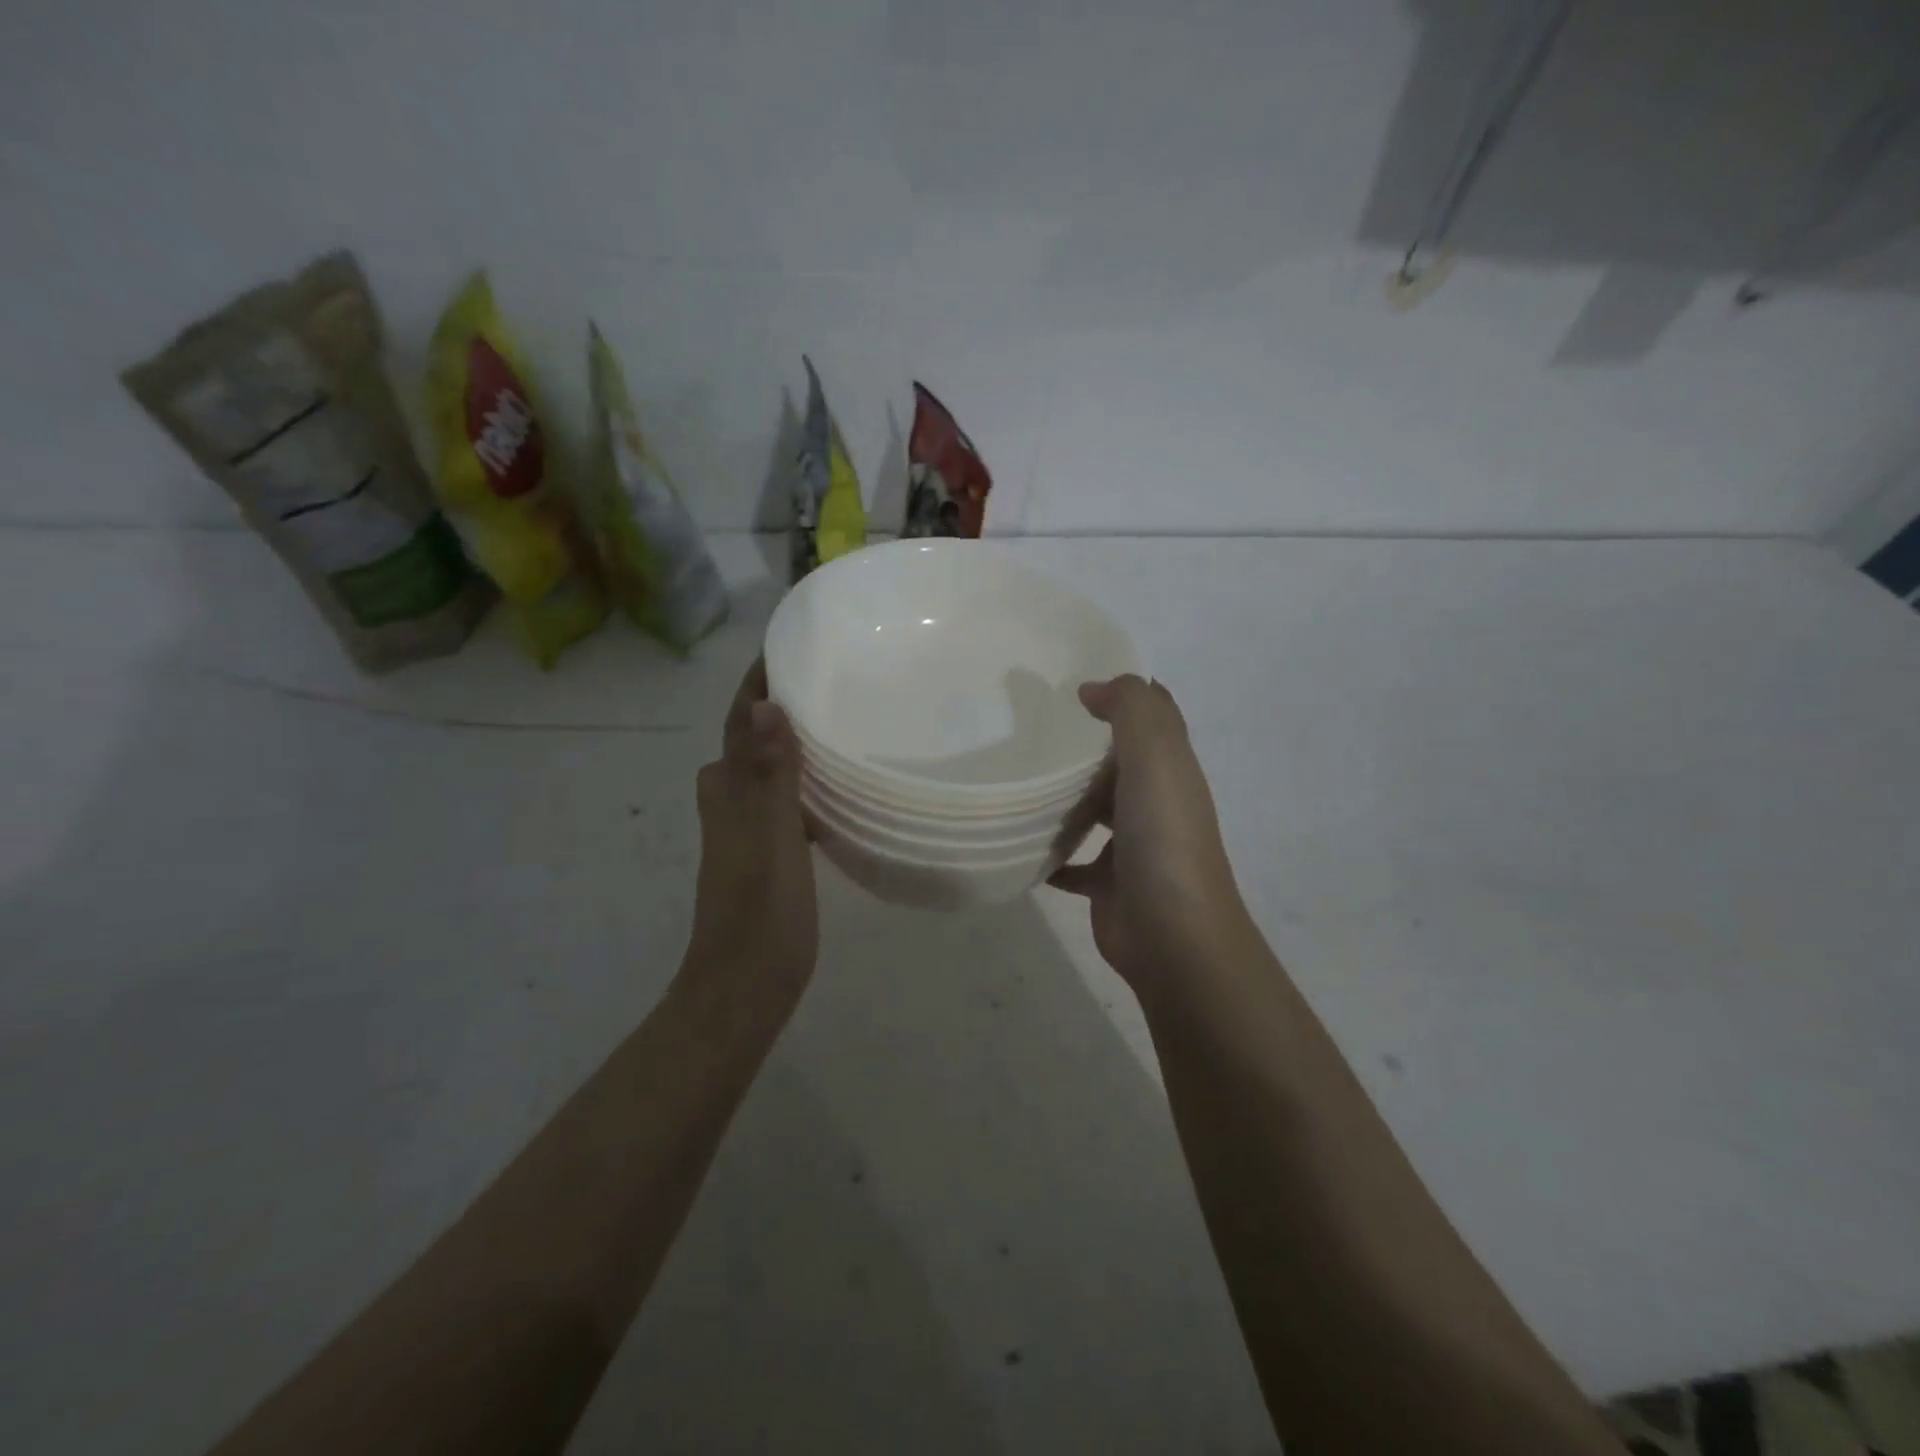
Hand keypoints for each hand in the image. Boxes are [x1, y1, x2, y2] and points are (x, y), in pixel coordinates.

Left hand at [684, 659, 817, 1010]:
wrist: (746, 985)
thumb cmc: (761, 911)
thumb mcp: (770, 838)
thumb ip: (768, 772)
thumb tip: (762, 704)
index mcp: (727, 790)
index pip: (739, 719)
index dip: (758, 682)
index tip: (790, 644)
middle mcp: (729, 800)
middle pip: (750, 738)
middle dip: (778, 704)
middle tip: (828, 677)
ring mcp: (745, 828)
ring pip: (768, 769)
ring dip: (792, 741)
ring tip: (839, 718)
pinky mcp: (765, 851)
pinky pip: (784, 798)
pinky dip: (805, 780)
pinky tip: (837, 784)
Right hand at [1048, 676, 1251, 996]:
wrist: (1172, 936)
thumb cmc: (1163, 838)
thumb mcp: (1156, 757)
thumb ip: (1131, 709)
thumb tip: (1092, 689)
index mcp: (1171, 770)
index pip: (1155, 717)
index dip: (1126, 694)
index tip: (1078, 678)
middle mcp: (1155, 803)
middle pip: (1120, 763)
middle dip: (1085, 744)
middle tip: (1031, 725)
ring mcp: (1132, 846)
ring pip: (1095, 810)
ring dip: (1066, 797)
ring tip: (1018, 777)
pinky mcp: (1108, 884)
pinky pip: (1073, 862)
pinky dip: (1051, 853)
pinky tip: (1020, 841)